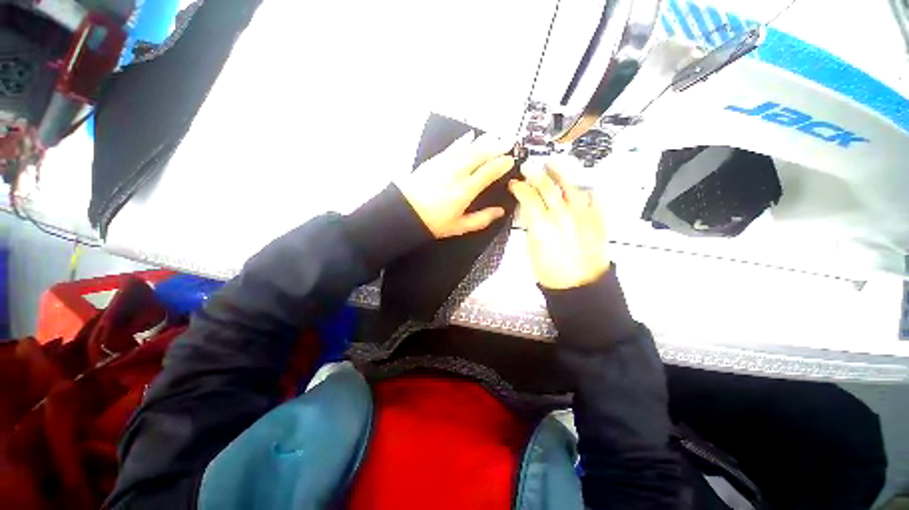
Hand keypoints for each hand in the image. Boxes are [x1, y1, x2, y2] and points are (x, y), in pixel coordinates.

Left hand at [398, 132, 514, 238]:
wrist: (404, 212)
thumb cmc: (432, 222)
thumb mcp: (459, 226)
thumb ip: (481, 219)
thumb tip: (499, 212)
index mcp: (465, 190)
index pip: (489, 172)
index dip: (502, 164)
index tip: (510, 160)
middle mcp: (457, 173)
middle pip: (481, 154)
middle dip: (497, 147)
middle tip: (508, 142)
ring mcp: (445, 164)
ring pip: (468, 148)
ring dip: (484, 141)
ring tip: (496, 136)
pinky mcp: (435, 160)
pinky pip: (453, 147)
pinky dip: (463, 141)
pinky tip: (470, 136)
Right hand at [509, 161, 609, 289]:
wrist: (581, 286)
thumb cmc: (551, 273)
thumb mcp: (532, 249)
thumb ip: (531, 226)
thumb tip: (530, 212)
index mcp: (542, 225)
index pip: (528, 197)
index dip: (519, 187)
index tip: (514, 183)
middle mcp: (562, 215)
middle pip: (547, 187)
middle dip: (535, 174)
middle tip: (528, 167)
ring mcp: (583, 215)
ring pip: (570, 187)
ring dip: (559, 173)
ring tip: (552, 164)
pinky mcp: (598, 220)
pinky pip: (593, 198)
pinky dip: (585, 189)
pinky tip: (580, 186)